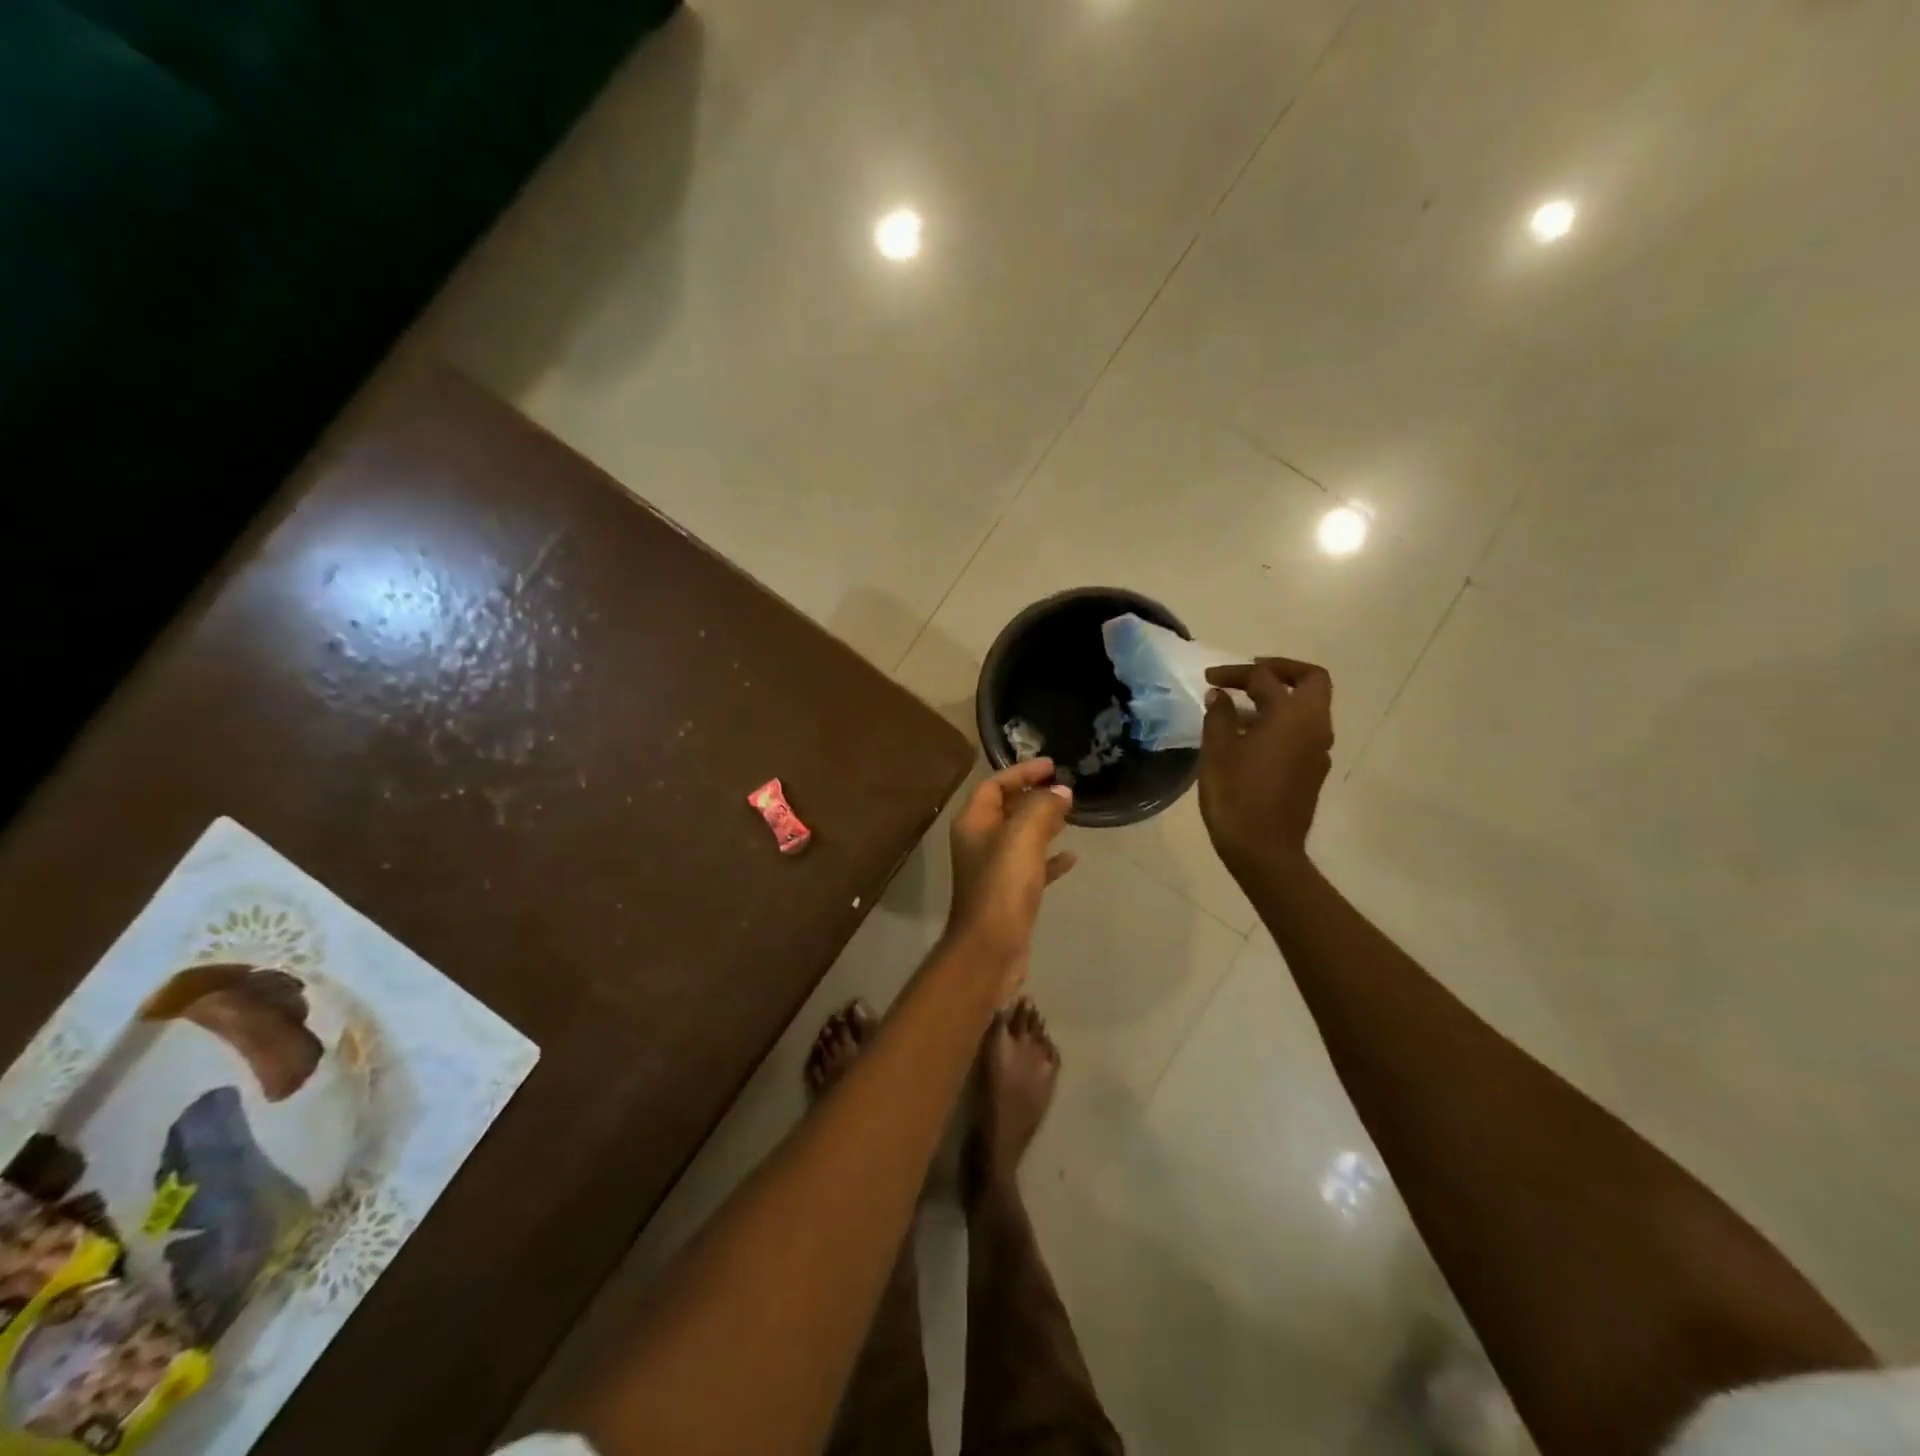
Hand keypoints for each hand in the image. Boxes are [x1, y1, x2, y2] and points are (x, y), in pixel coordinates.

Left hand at [947, 759, 1076, 983]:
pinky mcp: (1010, 894)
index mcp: (974, 823)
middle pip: (1006, 808)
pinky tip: (1072, 857)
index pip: (994, 785)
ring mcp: (994, 869)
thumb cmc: (1002, 886)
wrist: (991, 948)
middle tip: (1064, 787)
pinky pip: (1032, 866)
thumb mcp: (1022, 837)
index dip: (1021, 772)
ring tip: (1070, 813)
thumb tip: (1060, 791)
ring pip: (1020, 836)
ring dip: (1043, 823)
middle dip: (1033, 795)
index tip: (1051, 766)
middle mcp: (979, 842)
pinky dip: (1050, 858)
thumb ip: (1042, 807)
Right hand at [1199, 658, 1334, 874]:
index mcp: (1291, 715)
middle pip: (1311, 681)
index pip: (1264, 678)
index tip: (1209, 679)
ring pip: (1309, 707)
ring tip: (1240, 709)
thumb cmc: (1236, 796)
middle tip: (1248, 676)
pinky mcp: (1314, 770)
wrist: (1265, 850)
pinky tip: (1251, 738)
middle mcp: (1314, 726)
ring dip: (1279, 698)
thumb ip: (1219, 716)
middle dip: (1280, 671)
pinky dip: (1281, 721)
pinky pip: (1303, 731)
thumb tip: (1221, 695)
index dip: (1235, 673)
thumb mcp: (1218, 751)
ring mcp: (1319, 750)